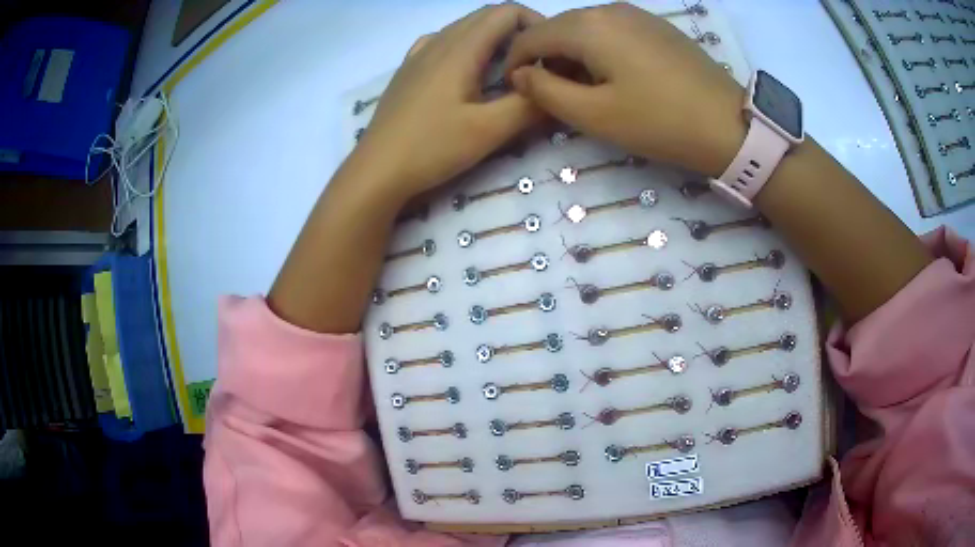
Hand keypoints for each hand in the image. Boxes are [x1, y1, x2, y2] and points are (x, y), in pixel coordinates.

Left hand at [357, 3, 542, 203]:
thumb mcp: (489, 131)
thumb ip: (528, 105)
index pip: (505, 12)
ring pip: (463, 28)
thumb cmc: (432, 148)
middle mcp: (438, 41)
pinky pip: (442, 42)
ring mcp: (418, 54)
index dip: (535, 23)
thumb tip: (557, 87)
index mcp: (461, 48)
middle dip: (518, 31)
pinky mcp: (408, 70)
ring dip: (492, 39)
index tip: (550, 53)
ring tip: (506, 70)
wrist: (377, 171)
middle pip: (485, 16)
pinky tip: (466, 71)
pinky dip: (465, 47)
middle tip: (536, 64)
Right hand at [503, 3, 745, 176]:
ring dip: (571, 54)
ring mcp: (635, 14)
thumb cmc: (659, 122)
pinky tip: (611, 74)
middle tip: (549, 94)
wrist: (728, 124)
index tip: (515, 90)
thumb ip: (546, 91)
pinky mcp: (655, 25)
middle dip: (544, 57)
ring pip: (584, 28)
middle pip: (558, 28)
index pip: (531, 36)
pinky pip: (611, 30)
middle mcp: (607, 10)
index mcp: (587, 27)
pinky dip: (597, 49)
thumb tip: (520, 74)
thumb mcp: (594, 115)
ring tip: (581, 88)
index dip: (515, 62)